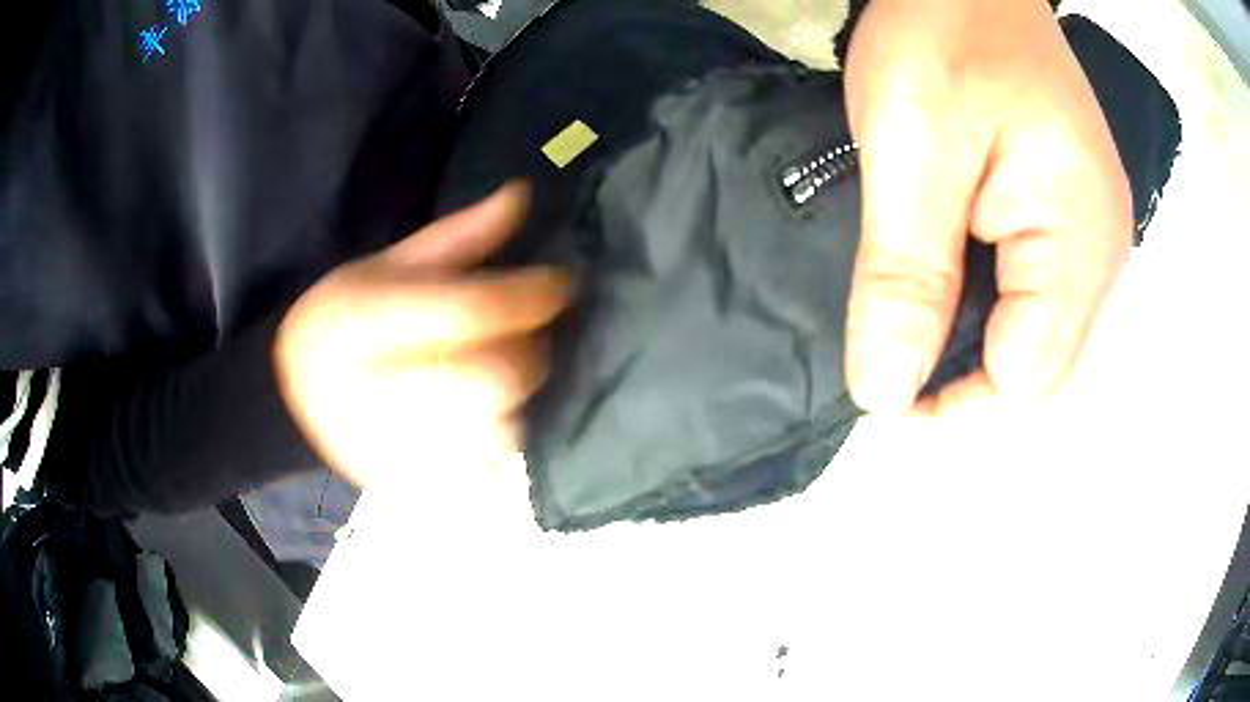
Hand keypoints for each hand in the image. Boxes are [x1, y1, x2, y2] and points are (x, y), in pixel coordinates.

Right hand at [274, 184, 570, 485]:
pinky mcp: (417, 484)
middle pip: (493, 378)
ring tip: (496, 363)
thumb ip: (458, 235)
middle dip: (526, 346)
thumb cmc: (342, 321)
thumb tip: (522, 194)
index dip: (527, 294)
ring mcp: (398, 451)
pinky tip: (482, 407)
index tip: (560, 280)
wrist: (298, 397)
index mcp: (362, 326)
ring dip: (517, 389)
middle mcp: (377, 396)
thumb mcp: (386, 264)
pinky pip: (490, 465)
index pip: (468, 313)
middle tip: (525, 326)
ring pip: (501, 428)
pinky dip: (502, 429)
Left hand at [843, 0, 1132, 416]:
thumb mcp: (911, 147)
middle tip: (882, 344)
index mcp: (1081, 244)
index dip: (951, 401)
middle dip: (956, 376)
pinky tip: (934, 281)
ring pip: (1024, 338)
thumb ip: (907, 275)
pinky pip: (1023, 295)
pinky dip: (974, 305)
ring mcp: (1086, 239)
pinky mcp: (1063, 217)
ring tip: (902, 314)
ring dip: (961, 341)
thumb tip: (884, 391)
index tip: (878, 382)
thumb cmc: (942, 30)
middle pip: (1029, 369)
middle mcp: (1100, 258)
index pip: (1024, 381)